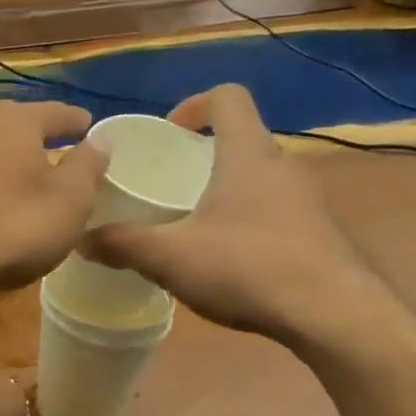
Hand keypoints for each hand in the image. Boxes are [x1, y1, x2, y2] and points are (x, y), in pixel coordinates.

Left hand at [0, 99, 106, 304]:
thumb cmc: (5, 230)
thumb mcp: (66, 204)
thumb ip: (87, 169)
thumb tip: (99, 140)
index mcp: (14, 121)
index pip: (56, 113)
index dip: (77, 123)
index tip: (89, 129)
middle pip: (12, 124)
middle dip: (34, 137)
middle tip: (54, 153)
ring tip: (14, 179)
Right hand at [84, 85, 386, 343]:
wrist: (336, 317)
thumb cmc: (248, 267)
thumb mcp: (170, 257)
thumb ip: (121, 244)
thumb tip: (80, 239)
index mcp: (247, 155)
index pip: (227, 98)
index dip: (193, 104)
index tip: (167, 133)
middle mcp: (282, 167)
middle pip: (240, 138)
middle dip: (200, 153)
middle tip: (165, 182)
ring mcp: (306, 201)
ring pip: (257, 177)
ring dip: (223, 188)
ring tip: (188, 221)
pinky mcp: (317, 233)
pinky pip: (272, 209)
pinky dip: (244, 219)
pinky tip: (223, 257)